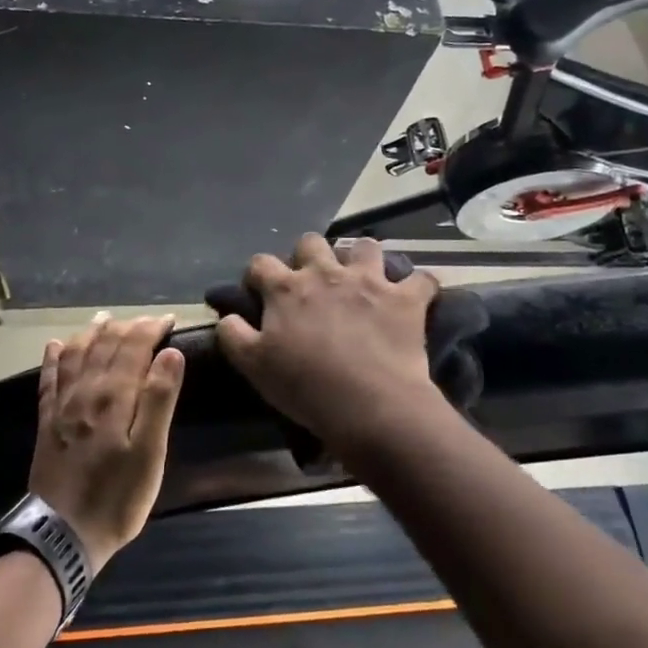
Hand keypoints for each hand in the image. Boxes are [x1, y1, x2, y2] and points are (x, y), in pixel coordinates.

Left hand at [30, 314, 185, 573]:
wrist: (62, 534)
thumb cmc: (118, 497)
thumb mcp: (150, 454)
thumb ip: (159, 400)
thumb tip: (170, 354)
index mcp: (115, 397)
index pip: (133, 348)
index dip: (150, 329)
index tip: (168, 320)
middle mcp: (86, 392)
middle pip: (105, 347)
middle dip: (126, 328)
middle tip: (144, 320)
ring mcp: (63, 406)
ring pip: (76, 356)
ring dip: (91, 334)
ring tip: (102, 319)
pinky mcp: (47, 423)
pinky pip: (49, 380)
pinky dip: (53, 359)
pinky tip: (55, 346)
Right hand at [214, 236, 444, 454]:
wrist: (368, 404)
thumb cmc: (304, 387)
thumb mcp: (253, 366)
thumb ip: (234, 334)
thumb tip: (227, 316)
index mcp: (287, 289)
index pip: (261, 263)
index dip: (257, 274)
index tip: (259, 290)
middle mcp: (326, 273)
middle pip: (311, 242)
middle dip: (308, 255)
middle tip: (312, 282)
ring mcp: (369, 281)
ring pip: (365, 246)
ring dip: (361, 258)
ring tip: (362, 278)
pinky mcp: (405, 299)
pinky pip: (421, 279)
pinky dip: (418, 286)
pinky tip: (414, 296)